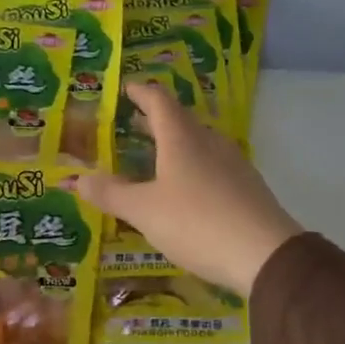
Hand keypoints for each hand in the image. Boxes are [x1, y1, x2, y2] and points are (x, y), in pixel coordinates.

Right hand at [75, 81, 303, 296]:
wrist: (266, 255)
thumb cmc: (197, 223)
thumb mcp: (145, 211)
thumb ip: (111, 194)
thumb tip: (78, 178)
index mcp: (182, 138)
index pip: (158, 100)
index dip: (140, 92)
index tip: (125, 88)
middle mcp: (209, 142)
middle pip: (179, 120)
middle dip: (153, 120)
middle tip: (130, 123)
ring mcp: (232, 163)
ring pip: (197, 143)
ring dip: (173, 143)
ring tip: (152, 156)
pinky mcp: (246, 187)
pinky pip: (211, 165)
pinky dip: (190, 165)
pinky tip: (184, 188)